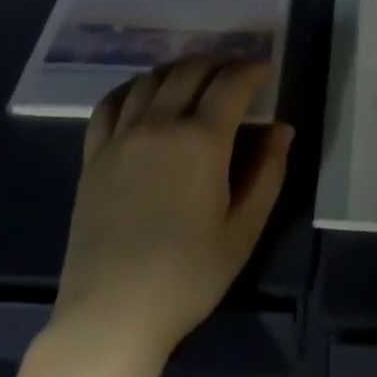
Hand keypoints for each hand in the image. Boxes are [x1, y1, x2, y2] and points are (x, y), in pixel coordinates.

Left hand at [52, 57, 292, 362]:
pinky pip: (110, 104)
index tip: (265, 69)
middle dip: (218, 63)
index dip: (252, 69)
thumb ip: (267, 173)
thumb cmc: (188, 276)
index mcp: (201, 140)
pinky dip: (133, 88)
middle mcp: (159, 125)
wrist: (112, 313)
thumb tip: (282, 130)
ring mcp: (120, 137)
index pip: (231, 83)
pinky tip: (142, 96)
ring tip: (195, 80)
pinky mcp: (93, 156)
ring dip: (178, 70)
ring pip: (150, 80)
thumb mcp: (243, 230)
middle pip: (190, 71)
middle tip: (235, 73)